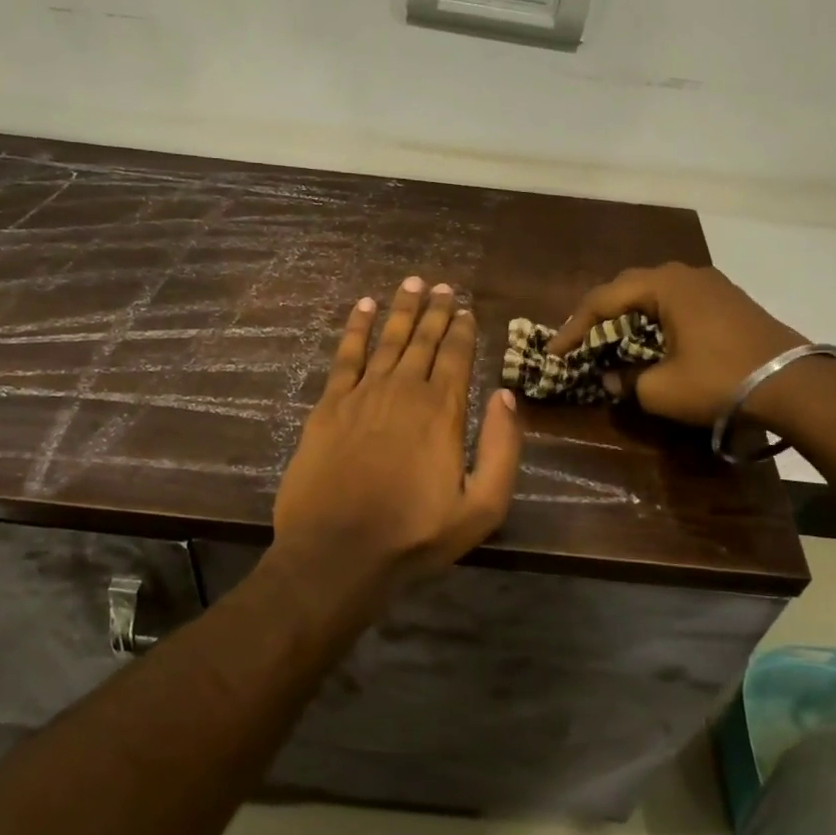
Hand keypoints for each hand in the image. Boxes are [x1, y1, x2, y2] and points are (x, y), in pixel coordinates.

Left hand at [273, 277, 522, 599]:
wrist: (337, 551)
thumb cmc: (414, 535)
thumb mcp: (481, 507)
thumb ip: (503, 449)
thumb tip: (506, 396)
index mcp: (443, 410)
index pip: (457, 356)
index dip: (463, 329)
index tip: (466, 309)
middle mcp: (405, 390)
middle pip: (424, 339)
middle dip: (436, 310)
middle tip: (442, 286)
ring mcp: (363, 394)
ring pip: (388, 338)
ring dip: (402, 309)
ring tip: (412, 283)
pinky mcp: (329, 405)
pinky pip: (346, 354)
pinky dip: (356, 327)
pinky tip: (364, 307)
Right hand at [546, 262, 813, 426]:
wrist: (796, 385)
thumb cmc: (720, 380)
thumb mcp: (661, 389)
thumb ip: (626, 381)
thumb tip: (611, 380)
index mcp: (664, 285)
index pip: (603, 300)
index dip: (574, 328)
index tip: (554, 352)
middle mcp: (685, 274)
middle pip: (627, 288)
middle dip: (599, 315)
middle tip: (578, 342)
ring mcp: (711, 285)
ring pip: (654, 294)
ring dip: (628, 316)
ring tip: (609, 340)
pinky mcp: (728, 301)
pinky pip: (677, 302)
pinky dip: (654, 319)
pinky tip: (651, 341)